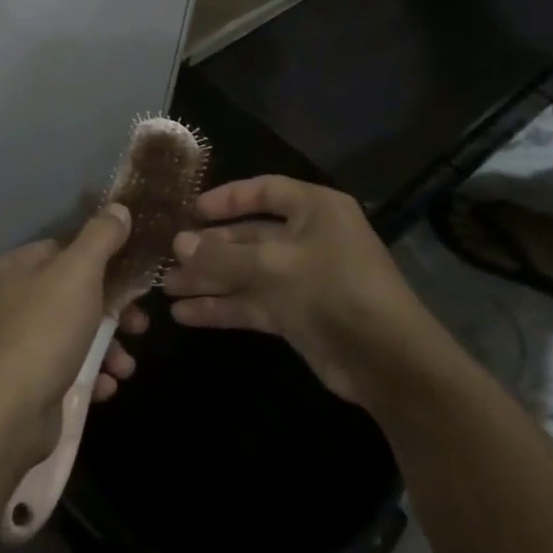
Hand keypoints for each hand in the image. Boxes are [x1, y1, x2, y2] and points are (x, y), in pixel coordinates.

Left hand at [0, 205, 148, 457]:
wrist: (12, 409)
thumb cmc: (46, 327)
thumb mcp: (79, 271)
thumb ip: (101, 237)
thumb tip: (118, 210)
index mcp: (12, 269)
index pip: (60, 249)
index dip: (99, 257)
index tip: (131, 273)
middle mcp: (8, 303)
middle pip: (73, 293)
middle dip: (113, 310)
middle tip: (139, 323)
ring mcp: (16, 344)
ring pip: (75, 334)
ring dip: (109, 347)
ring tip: (126, 366)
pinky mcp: (27, 381)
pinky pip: (67, 368)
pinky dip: (91, 374)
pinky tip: (106, 385)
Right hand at [161, 177, 445, 404]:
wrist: (387, 361)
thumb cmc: (332, 290)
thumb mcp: (273, 266)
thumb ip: (222, 255)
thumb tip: (178, 243)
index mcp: (314, 209)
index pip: (265, 191)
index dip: (227, 199)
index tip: (191, 210)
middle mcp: (308, 238)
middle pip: (249, 235)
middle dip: (209, 248)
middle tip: (168, 257)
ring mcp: (302, 278)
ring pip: (246, 273)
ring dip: (208, 280)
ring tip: (166, 288)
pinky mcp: (297, 314)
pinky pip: (252, 303)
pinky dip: (222, 307)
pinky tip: (185, 314)